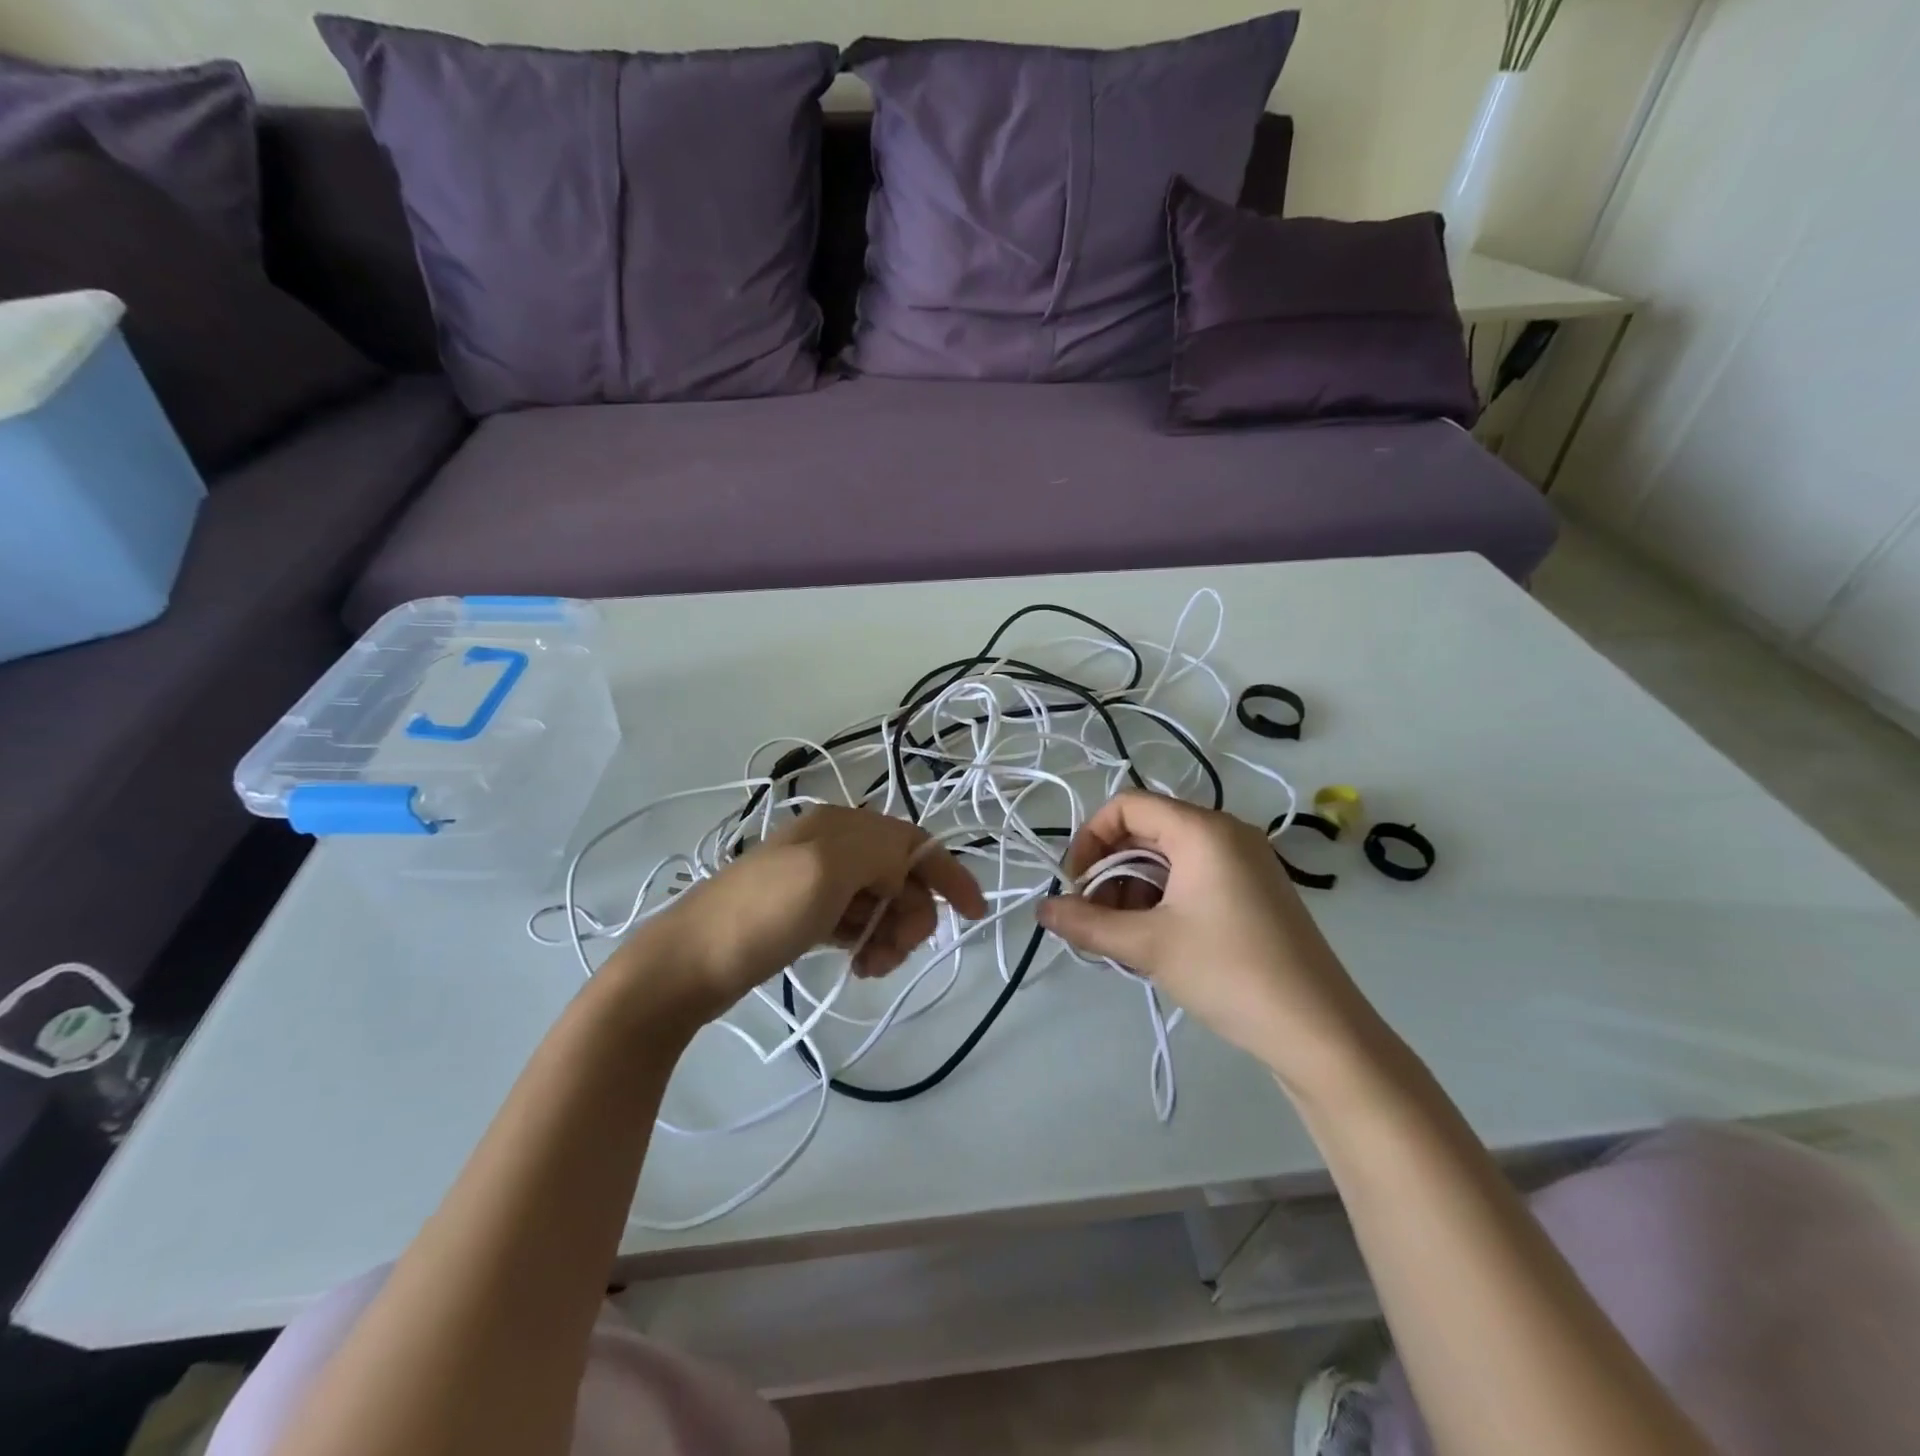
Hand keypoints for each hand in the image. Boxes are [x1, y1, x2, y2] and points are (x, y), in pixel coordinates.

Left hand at [616, 806, 988, 1019]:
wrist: (686, 963)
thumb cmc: (761, 914)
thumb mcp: (827, 869)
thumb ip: (881, 853)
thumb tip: (905, 868)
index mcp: (842, 825)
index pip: (914, 843)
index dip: (949, 875)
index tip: (975, 916)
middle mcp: (833, 844)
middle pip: (902, 875)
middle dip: (913, 914)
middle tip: (894, 953)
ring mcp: (817, 880)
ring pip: (883, 902)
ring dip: (891, 934)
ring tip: (872, 967)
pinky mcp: (806, 913)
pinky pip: (858, 921)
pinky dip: (868, 942)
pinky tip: (858, 965)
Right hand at [1038, 791, 1389, 1098]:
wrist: (1319, 1031)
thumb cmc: (1229, 972)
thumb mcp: (1148, 946)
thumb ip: (1088, 923)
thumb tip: (1043, 910)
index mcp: (1202, 830)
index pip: (1127, 806)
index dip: (1090, 838)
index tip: (1076, 886)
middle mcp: (1225, 833)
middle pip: (1147, 831)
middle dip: (1111, 871)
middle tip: (1095, 919)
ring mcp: (1245, 862)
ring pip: (1168, 859)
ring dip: (1134, 890)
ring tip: (1123, 939)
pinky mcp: (1254, 892)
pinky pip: (1193, 878)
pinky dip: (1164, 901)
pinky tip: (1155, 942)